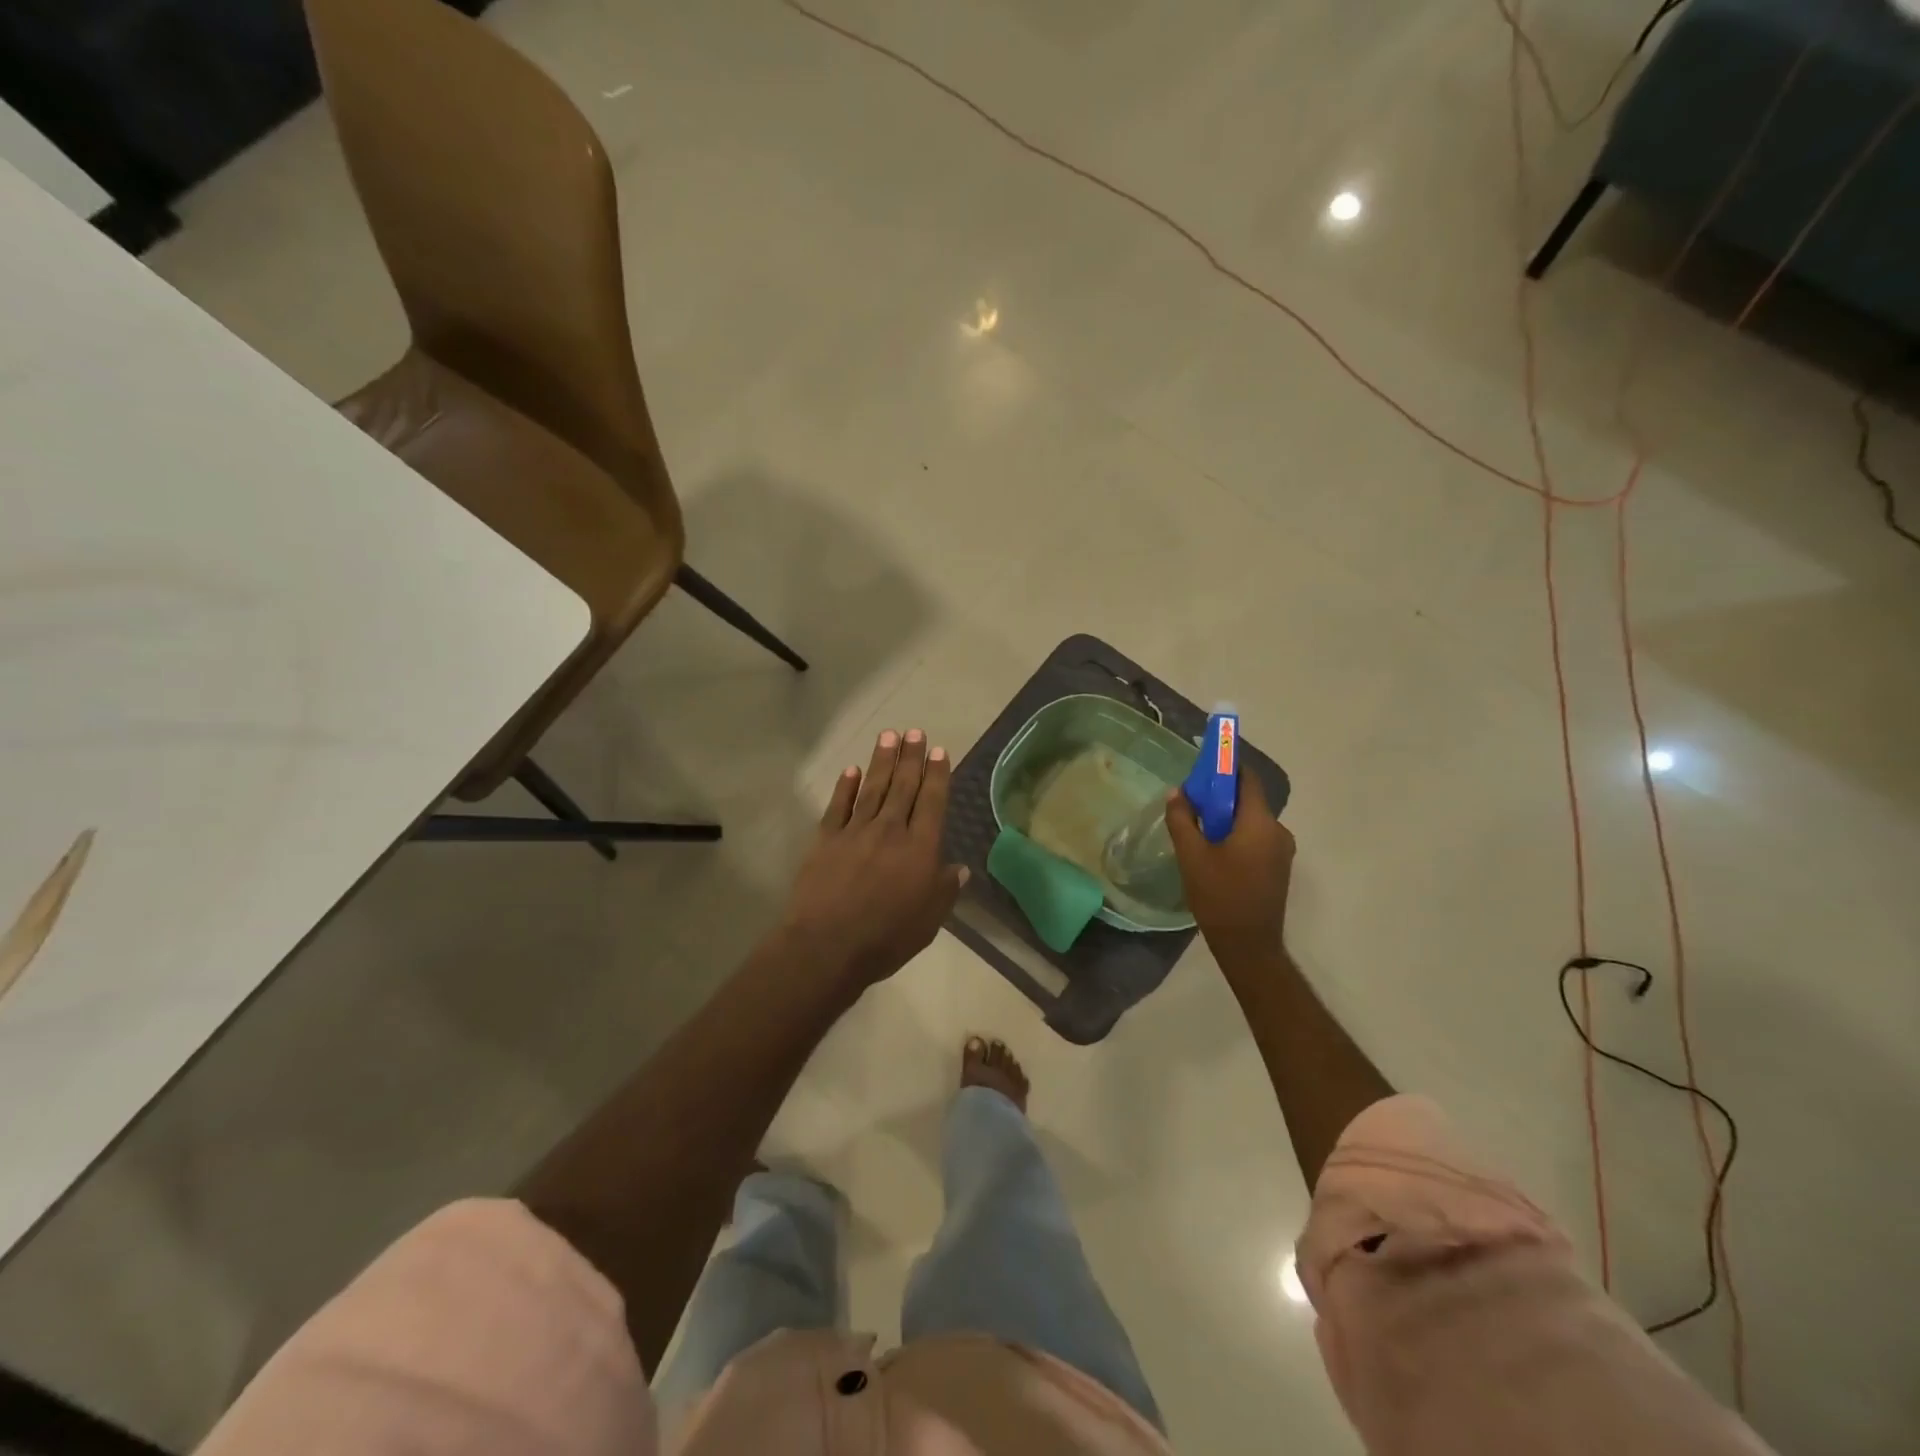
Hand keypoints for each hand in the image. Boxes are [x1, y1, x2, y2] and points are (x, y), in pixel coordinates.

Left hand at [778, 729, 967, 988]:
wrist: (828, 946)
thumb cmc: (886, 938)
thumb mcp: (928, 921)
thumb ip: (944, 890)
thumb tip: (958, 868)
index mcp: (920, 849)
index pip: (932, 802)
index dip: (937, 775)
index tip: (939, 751)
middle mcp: (890, 831)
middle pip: (903, 786)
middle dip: (911, 758)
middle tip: (915, 732)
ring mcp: (855, 832)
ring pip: (873, 788)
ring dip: (882, 761)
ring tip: (889, 736)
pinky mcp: (826, 839)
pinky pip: (838, 806)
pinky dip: (846, 786)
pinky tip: (852, 770)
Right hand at [1164, 770, 1294, 959]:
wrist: (1248, 945)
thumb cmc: (1219, 896)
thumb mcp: (1192, 856)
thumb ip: (1182, 819)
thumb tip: (1177, 793)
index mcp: (1260, 823)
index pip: (1247, 779)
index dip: (1226, 768)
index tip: (1203, 767)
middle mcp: (1278, 831)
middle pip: (1249, 800)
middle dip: (1221, 796)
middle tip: (1192, 802)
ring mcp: (1282, 851)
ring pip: (1252, 821)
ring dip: (1228, 818)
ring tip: (1198, 829)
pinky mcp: (1278, 867)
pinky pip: (1257, 838)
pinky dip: (1237, 835)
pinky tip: (1215, 850)